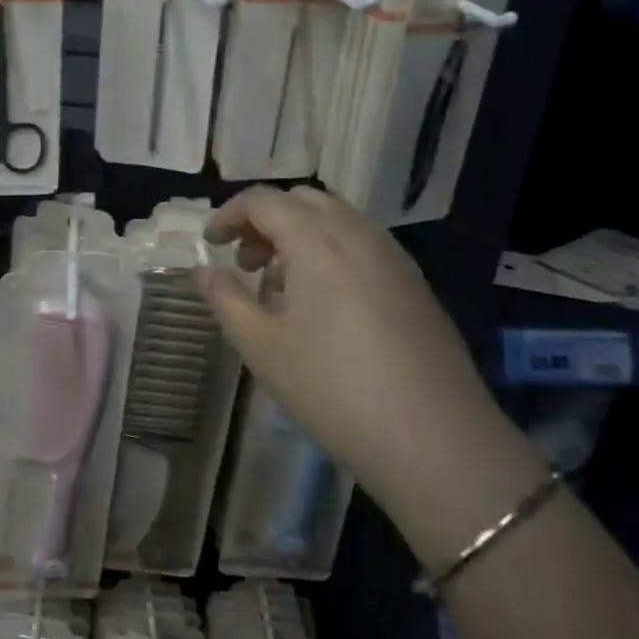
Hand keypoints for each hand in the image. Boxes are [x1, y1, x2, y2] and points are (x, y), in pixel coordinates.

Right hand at [194, 186, 541, 561]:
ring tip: (280, 286)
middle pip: (303, 200)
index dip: (230, 214)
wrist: (435, 438)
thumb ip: (225, 298)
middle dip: (265, 220)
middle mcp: (358, 234)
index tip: (211, 244)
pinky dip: (331, 251)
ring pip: (336, 220)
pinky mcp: (414, 283)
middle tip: (245, 261)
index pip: (264, 200)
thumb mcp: (261, 346)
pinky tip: (324, 304)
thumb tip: (204, 270)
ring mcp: (393, 256)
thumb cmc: (332, 388)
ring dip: (299, 235)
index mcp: (317, 240)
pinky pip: (362, 244)